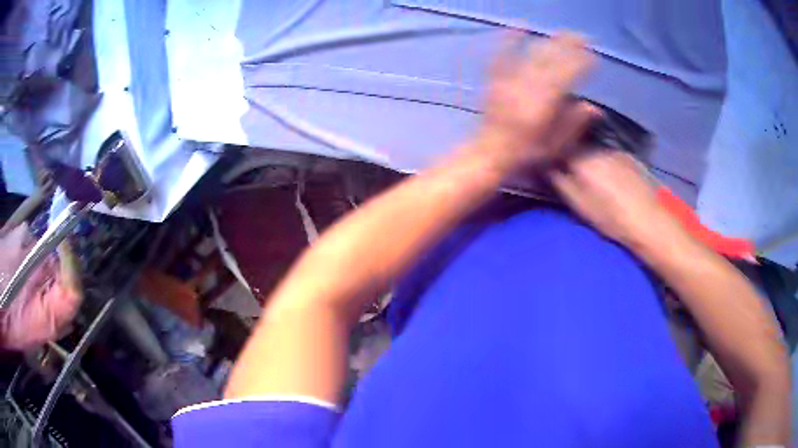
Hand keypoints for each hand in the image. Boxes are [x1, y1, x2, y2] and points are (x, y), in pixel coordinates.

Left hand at [471, 32, 596, 175]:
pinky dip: (510, 39)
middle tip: (582, 37)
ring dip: (549, 42)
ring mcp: (510, 80)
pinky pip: (503, 54)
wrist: (489, 153)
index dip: (581, 63)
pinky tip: (518, 26)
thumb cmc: (526, 153)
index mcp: (545, 103)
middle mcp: (529, 86)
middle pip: (551, 60)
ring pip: (532, 55)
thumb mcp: (556, 146)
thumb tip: (595, 107)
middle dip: (568, 46)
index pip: (568, 75)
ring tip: (562, 33)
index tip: (593, 57)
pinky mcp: (496, 79)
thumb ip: (575, 124)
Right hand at [551, 151, 690, 253]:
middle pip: (576, 146)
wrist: (649, 220)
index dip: (553, 157)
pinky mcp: (628, 157)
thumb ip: (560, 182)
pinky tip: (612, 180)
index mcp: (580, 158)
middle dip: (571, 157)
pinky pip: (609, 154)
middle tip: (573, 176)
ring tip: (594, 179)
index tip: (551, 168)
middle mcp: (596, 147)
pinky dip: (605, 163)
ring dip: (589, 159)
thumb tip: (546, 166)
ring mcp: (614, 150)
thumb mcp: (579, 205)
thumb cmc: (611, 217)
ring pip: (593, 150)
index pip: (558, 148)